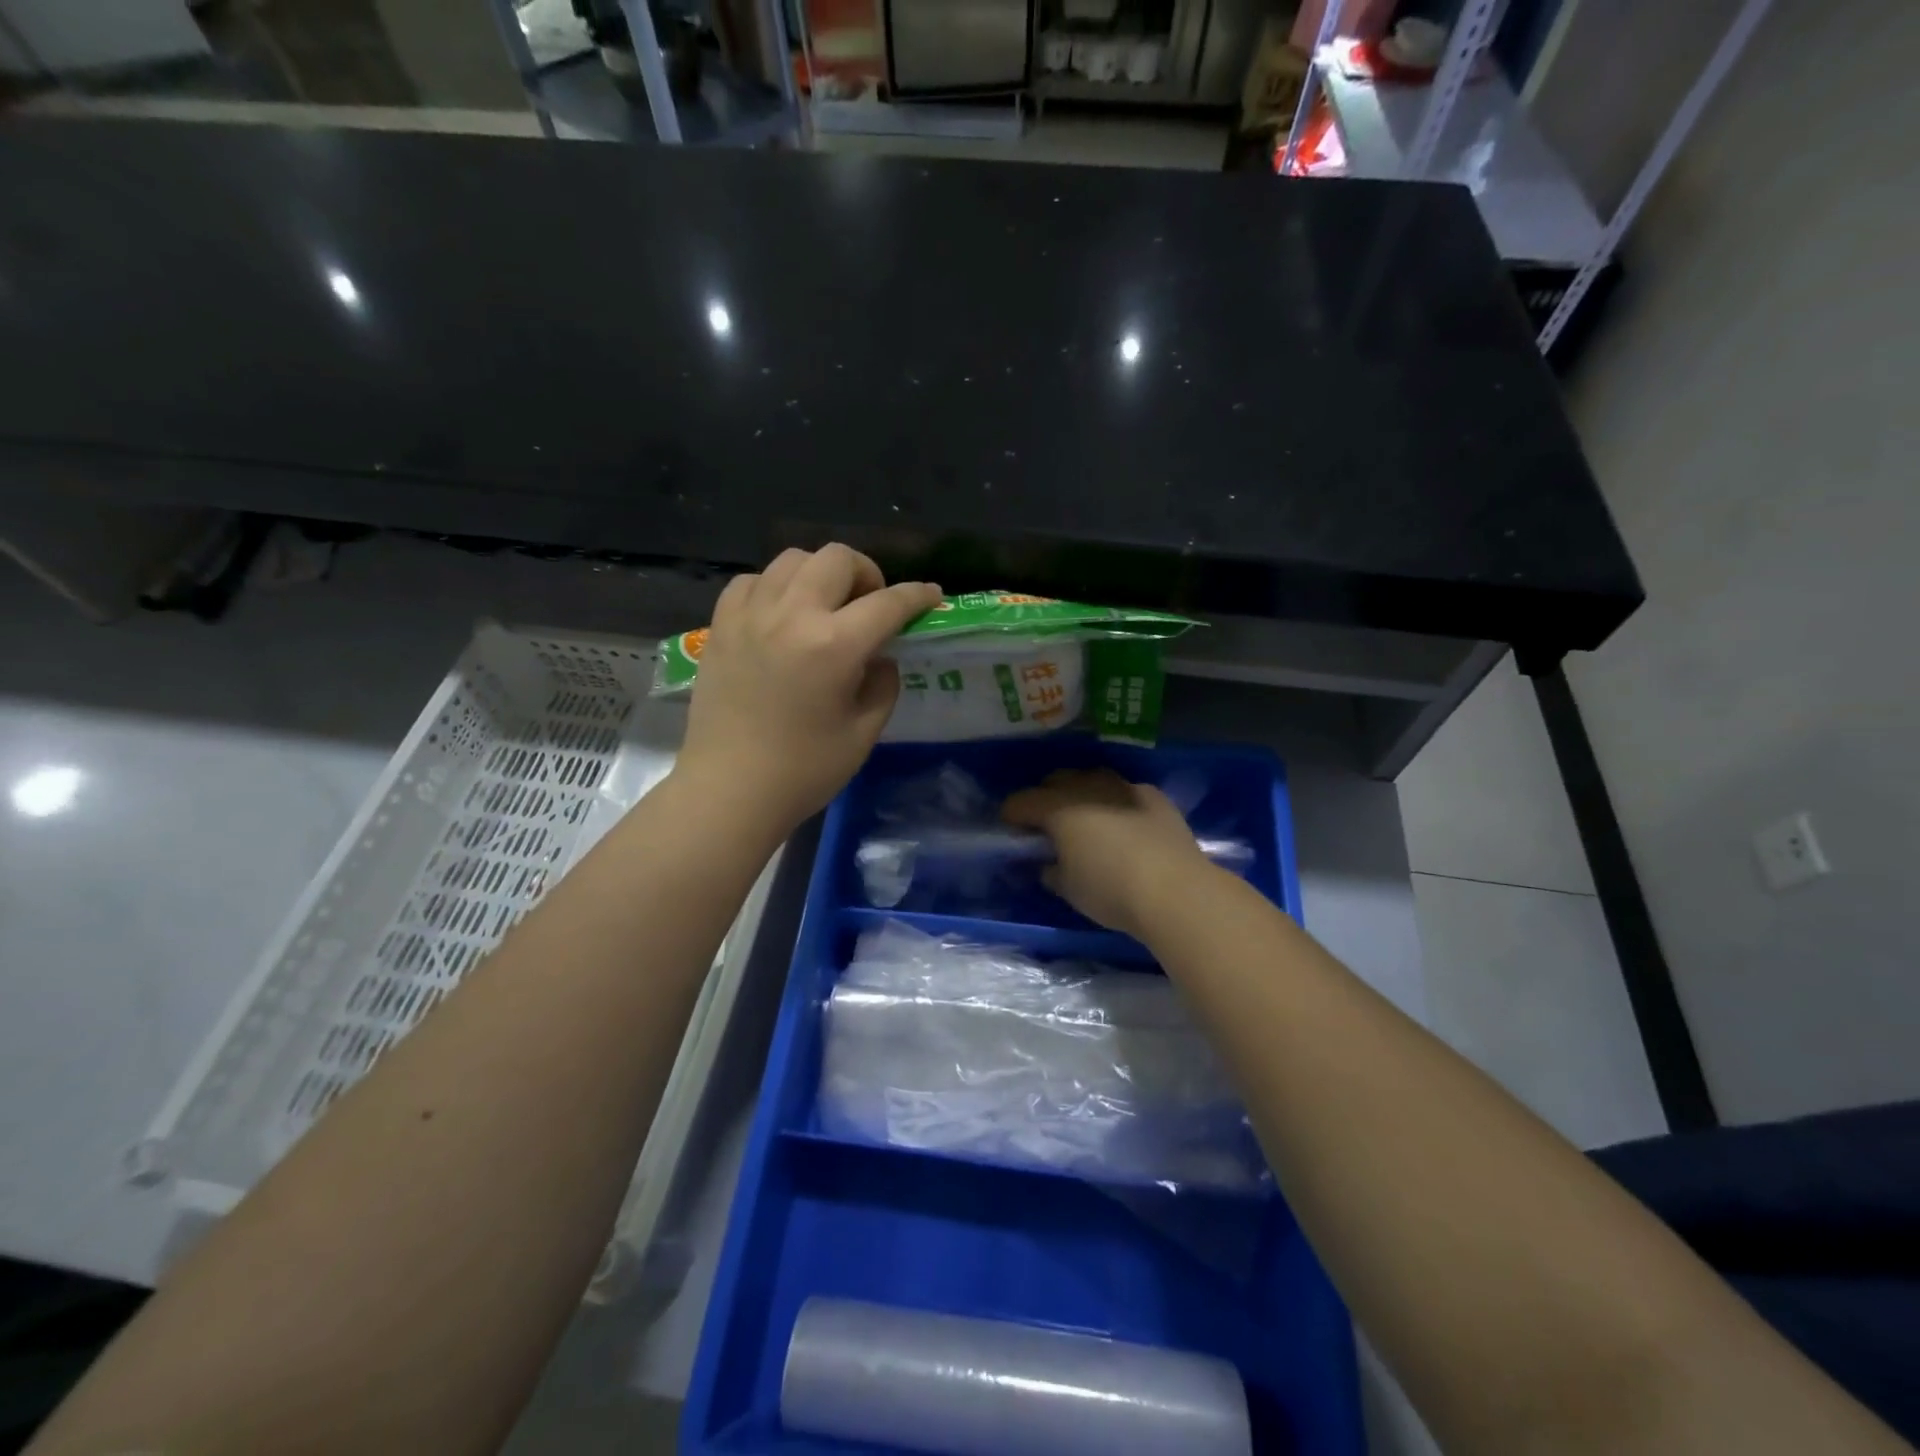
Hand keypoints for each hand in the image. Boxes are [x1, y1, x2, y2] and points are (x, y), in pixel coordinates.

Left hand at [676, 545, 940, 835]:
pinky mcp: (721, 625)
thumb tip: (879, 656)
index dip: (917, 596)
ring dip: (820, 574)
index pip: (888, 603)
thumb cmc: (804, 771)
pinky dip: (775, 587)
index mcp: (834, 645)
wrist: (730, 790)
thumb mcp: (864, 732)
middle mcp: (791, 616)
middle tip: (870, 606)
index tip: (931, 595)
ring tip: (825, 606)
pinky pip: (753, 580)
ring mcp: (750, 615)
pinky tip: (781, 615)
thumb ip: (883, 684)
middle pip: (837, 558)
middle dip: (867, 573)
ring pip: (793, 559)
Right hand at [1001, 769, 1213, 940]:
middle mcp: (1088, 788)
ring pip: (1092, 779)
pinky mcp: (1153, 797)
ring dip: (1082, 793)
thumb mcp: (1069, 889)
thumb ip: (1052, 871)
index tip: (1010, 829)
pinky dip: (1116, 802)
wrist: (1176, 890)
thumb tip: (1048, 864)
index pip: (1022, 802)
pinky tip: (1122, 821)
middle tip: (1046, 824)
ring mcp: (1124, 788)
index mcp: (1058, 808)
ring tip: (1084, 817)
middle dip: (1046, 797)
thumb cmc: (1111, 891)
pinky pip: (1125, 791)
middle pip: (1056, 781)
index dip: (1012, 815)